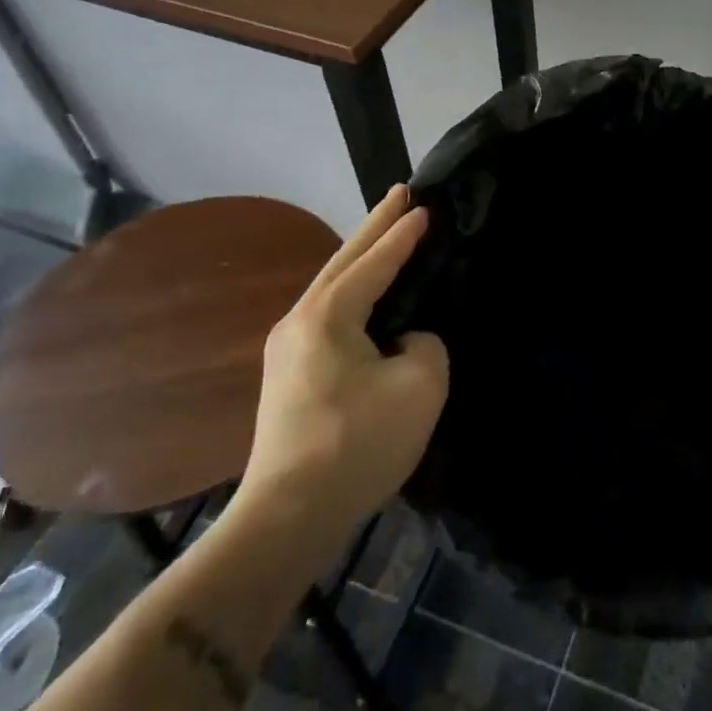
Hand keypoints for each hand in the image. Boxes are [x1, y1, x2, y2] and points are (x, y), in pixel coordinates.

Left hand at [237, 186, 447, 524]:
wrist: (288, 516)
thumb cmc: (358, 444)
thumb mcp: (419, 386)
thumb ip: (424, 344)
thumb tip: (405, 342)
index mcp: (328, 316)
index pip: (374, 263)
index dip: (402, 235)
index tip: (425, 205)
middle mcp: (298, 322)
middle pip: (343, 263)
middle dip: (374, 227)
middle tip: (400, 194)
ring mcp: (287, 350)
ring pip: (332, 287)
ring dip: (361, 259)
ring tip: (385, 235)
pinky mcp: (289, 376)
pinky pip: (328, 315)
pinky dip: (353, 291)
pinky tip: (365, 295)